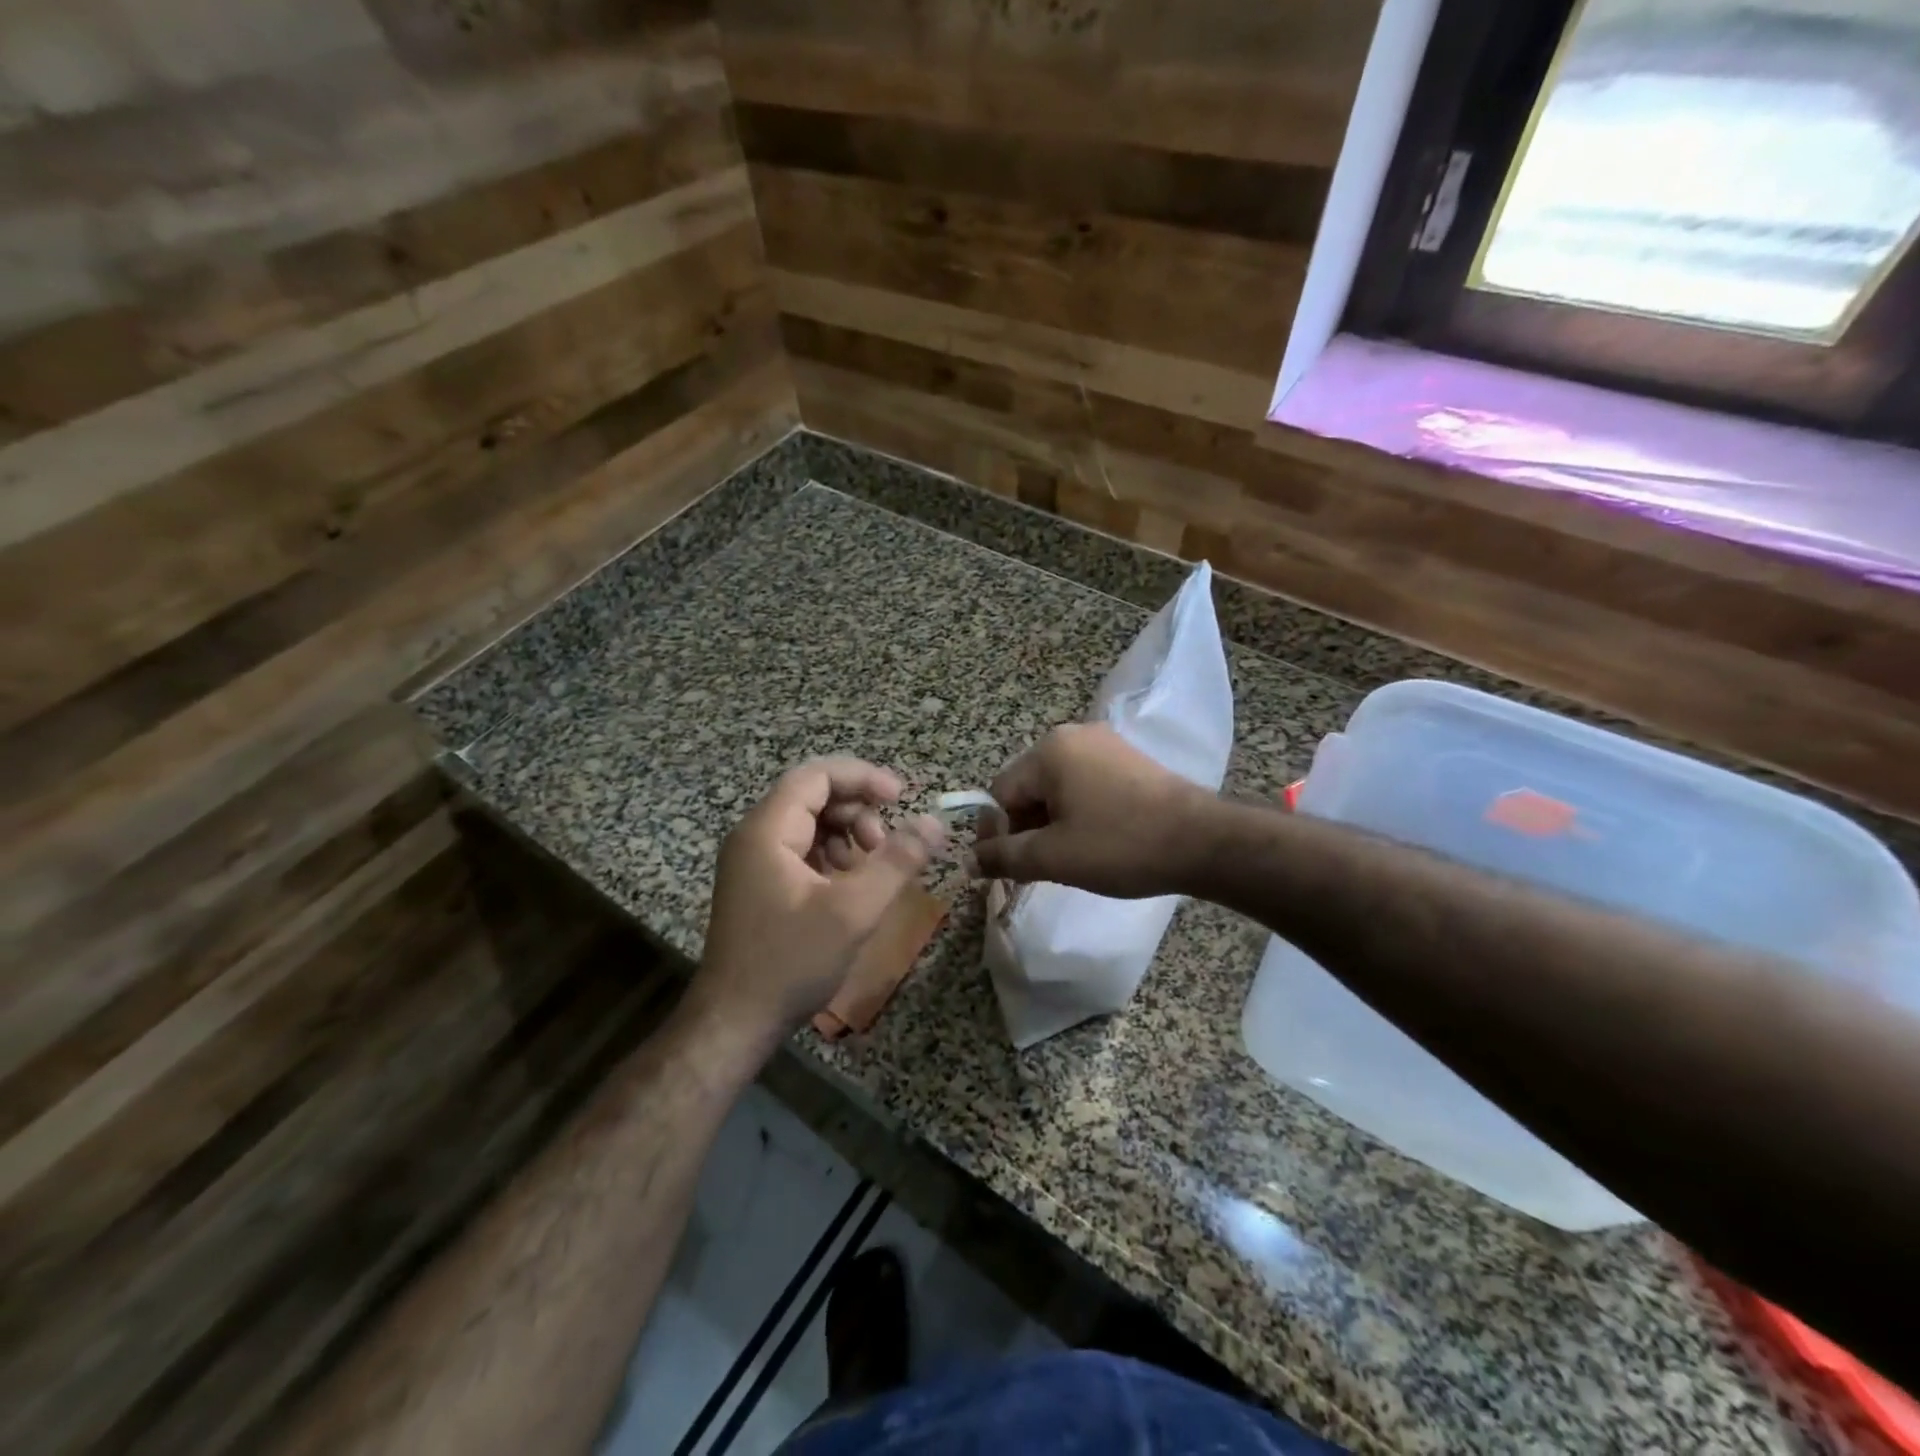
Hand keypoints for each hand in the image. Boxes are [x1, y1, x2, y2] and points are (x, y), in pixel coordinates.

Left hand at [689, 759, 945, 1047]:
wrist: (733, 1023)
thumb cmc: (791, 963)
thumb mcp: (853, 911)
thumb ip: (897, 861)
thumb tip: (934, 822)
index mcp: (766, 830)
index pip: (816, 775)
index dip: (862, 777)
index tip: (900, 797)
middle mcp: (753, 836)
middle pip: (812, 796)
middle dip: (857, 811)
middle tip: (885, 845)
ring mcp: (752, 862)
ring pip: (808, 824)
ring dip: (847, 834)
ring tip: (870, 868)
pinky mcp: (758, 885)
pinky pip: (800, 851)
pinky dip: (831, 857)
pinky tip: (849, 886)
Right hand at [971, 724, 1216, 898]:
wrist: (1204, 842)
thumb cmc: (1120, 845)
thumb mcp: (1053, 856)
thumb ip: (1004, 857)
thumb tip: (968, 861)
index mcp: (1049, 751)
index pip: (1000, 793)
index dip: (994, 834)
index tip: (999, 871)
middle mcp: (1074, 736)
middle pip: (1028, 789)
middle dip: (1023, 831)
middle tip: (1030, 872)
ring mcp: (1106, 746)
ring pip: (1057, 790)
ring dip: (1049, 826)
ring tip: (1060, 863)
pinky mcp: (1129, 762)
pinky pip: (1085, 787)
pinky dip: (1077, 815)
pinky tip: (1089, 844)